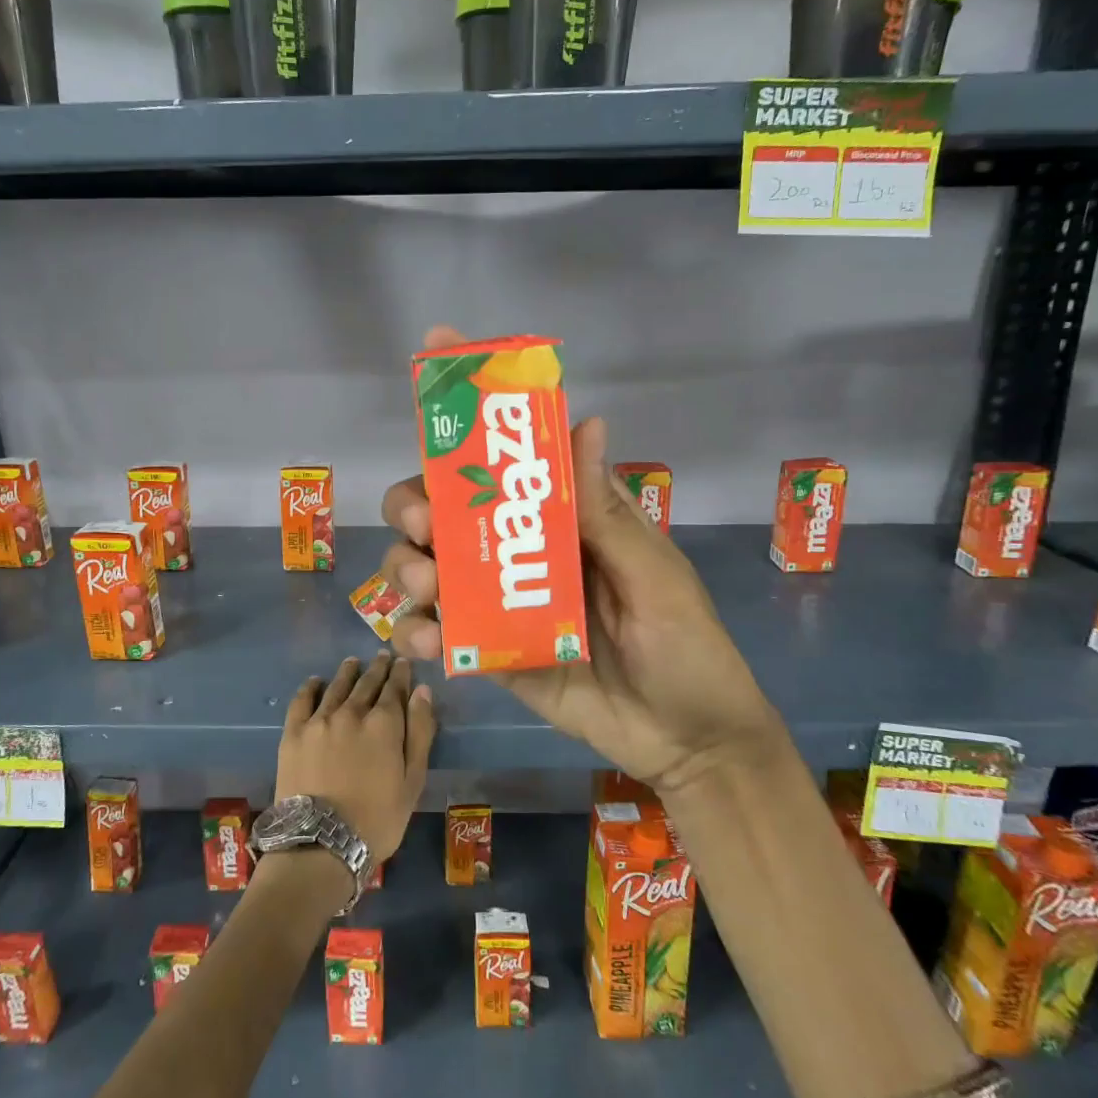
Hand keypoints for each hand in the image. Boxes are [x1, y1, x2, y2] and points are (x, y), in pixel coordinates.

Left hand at [276, 652, 435, 862]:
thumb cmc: (377, 819)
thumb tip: (422, 691)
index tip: (403, 663)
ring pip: (336, 686)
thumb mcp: (412, 781)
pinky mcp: (293, 733)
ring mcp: (319, 720)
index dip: (400, 674)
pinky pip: (302, 700)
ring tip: (353, 662)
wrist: (321, 844)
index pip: (395, 689)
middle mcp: (351, 712)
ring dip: (347, 672)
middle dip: (377, 669)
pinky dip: (311, 687)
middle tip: (382, 656)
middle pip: (366, 683)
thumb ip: (419, 733)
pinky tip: (316, 681)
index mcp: (384, 724)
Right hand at [382, 327, 782, 792]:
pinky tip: (425, 643)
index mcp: (563, 520)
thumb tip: (588, 421)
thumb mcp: (654, 575)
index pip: (509, 458)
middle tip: (426, 522)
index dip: (471, 410)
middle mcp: (520, 552)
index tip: (435, 356)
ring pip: (428, 565)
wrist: (688, 741)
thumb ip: (609, 513)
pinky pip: (437, 634)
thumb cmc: (686, 646)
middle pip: (445, 509)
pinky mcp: (488, 653)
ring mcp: (499, 603)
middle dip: (418, 502)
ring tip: (430, 589)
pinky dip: (417, 633)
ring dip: (408, 566)